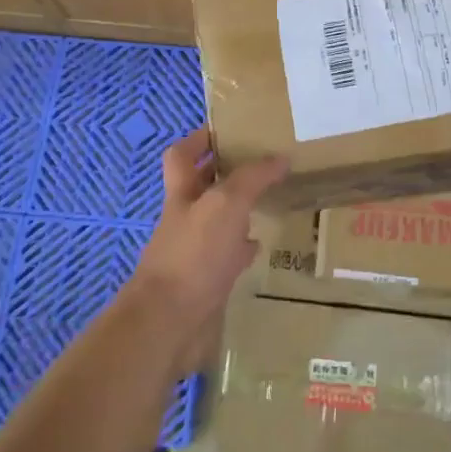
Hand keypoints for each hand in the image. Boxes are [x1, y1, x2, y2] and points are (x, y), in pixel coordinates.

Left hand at [129, 129, 286, 373]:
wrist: (169, 323)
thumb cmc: (193, 254)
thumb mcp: (226, 204)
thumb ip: (253, 178)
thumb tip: (281, 157)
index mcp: (182, 192)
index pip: (182, 154)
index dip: (199, 139)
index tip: (228, 129)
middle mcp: (185, 217)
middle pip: (203, 186)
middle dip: (228, 172)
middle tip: (264, 162)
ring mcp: (195, 251)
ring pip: (219, 221)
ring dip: (240, 210)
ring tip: (273, 198)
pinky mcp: (207, 280)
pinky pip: (228, 256)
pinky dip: (244, 248)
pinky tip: (264, 245)